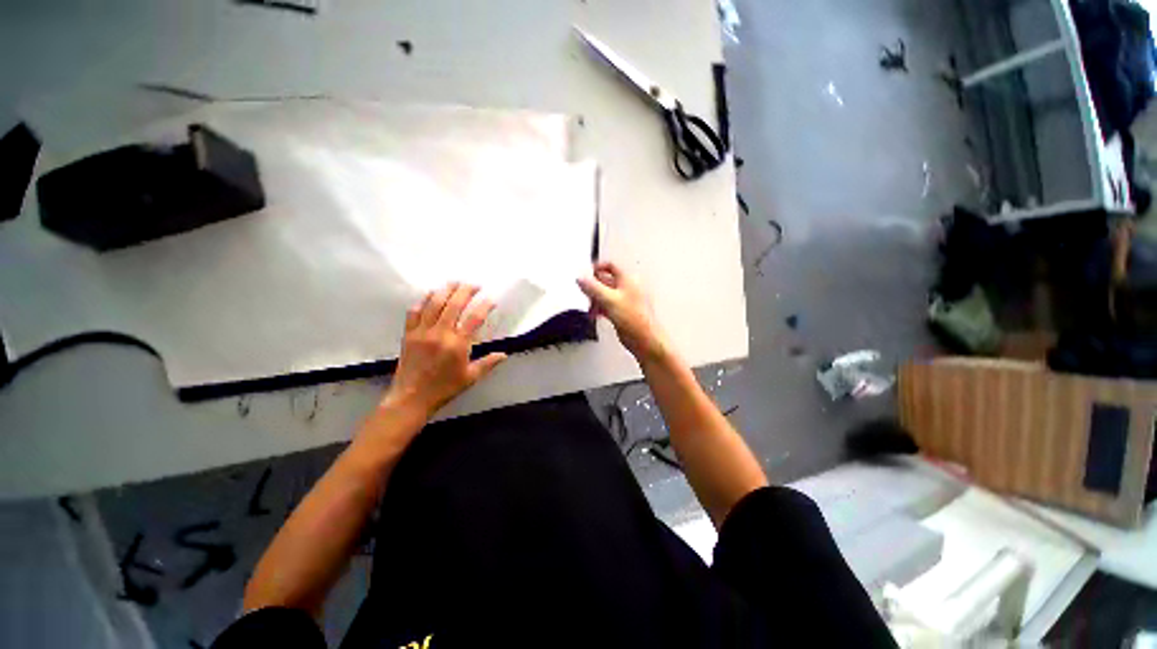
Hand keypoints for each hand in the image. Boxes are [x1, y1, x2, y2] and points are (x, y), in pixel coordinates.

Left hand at [383, 283, 506, 419]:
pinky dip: (422, 300)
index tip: (491, 299)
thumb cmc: (444, 388)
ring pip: (434, 304)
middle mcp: (440, 334)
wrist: (411, 398)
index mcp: (457, 345)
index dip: (484, 306)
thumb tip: (504, 354)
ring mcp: (422, 332)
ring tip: (454, 282)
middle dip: (466, 291)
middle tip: (474, 284)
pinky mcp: (409, 334)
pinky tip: (430, 294)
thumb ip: (488, 363)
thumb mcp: (470, 377)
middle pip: (454, 304)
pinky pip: (414, 312)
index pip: (474, 318)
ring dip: (445, 290)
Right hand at [577, 262, 668, 361]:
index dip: (597, 268)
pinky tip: (594, 314)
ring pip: (606, 295)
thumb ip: (593, 288)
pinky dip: (600, 308)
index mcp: (628, 279)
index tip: (586, 273)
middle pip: (606, 281)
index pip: (610, 266)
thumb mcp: (609, 299)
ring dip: (596, 299)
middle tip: (584, 291)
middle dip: (594, 287)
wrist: (644, 338)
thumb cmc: (634, 318)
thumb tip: (581, 279)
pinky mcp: (623, 312)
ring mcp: (625, 300)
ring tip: (588, 305)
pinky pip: (608, 306)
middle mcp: (627, 288)